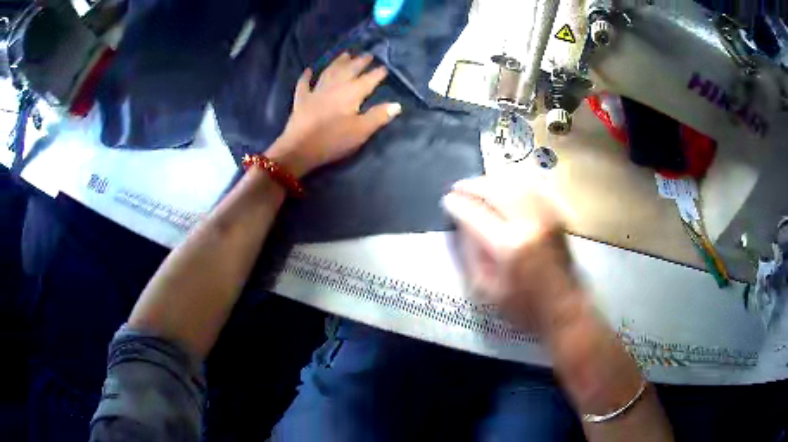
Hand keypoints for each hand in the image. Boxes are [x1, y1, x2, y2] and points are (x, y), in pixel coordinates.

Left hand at [268, 53, 401, 176]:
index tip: (385, 67)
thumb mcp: (361, 131)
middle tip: (368, 54)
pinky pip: (304, 84)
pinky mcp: (301, 100)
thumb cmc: (333, 140)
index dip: (377, 73)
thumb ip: (379, 116)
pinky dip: (307, 76)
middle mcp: (334, 87)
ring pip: (329, 72)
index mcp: (351, 93)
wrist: (299, 149)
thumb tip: (397, 105)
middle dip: (359, 62)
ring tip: (345, 54)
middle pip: (349, 70)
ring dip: (338, 62)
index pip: (368, 80)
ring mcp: (316, 91)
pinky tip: (309, 70)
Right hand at [442, 176, 580, 332]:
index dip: (457, 205)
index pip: (475, 214)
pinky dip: (515, 183)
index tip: (447, 201)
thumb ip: (471, 256)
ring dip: (493, 180)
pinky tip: (505, 187)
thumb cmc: (524, 307)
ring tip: (479, 185)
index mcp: (509, 247)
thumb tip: (462, 227)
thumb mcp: (488, 290)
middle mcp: (529, 224)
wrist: (564, 308)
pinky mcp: (557, 216)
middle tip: (459, 187)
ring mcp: (546, 217)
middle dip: (473, 185)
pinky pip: (534, 187)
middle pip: (496, 190)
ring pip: (516, 183)